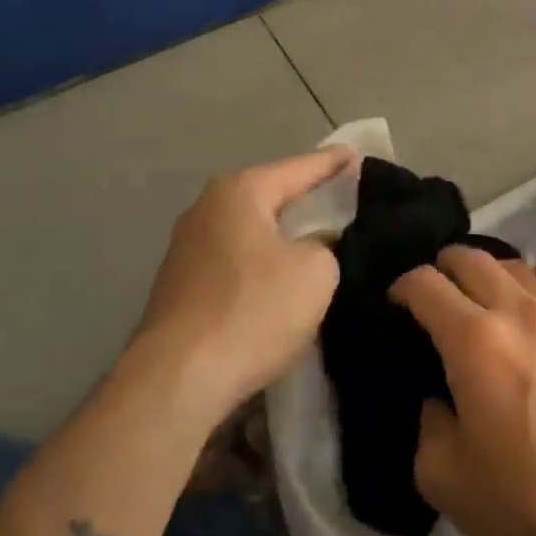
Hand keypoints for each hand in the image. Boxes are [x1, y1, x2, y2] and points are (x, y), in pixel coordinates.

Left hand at [133, 148, 353, 426]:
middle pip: (269, 195)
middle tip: (343, 198)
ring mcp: (188, 247)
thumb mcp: (315, 272)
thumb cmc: (253, 311)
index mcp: (240, 192)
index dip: (333, 164)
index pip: (299, 168)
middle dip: (305, 197)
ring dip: (282, 234)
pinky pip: (235, 259)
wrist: (178, 379)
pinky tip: (280, 277)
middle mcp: (207, 208)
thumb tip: (316, 244)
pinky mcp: (181, 285)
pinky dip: (261, 261)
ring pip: (251, 230)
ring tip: (317, 238)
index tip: (357, 156)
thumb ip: (326, 245)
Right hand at [391, 246, 535, 535]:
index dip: (401, 287)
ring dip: (484, 273)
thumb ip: (427, 420)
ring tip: (473, 299)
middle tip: (430, 295)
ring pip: (513, 266)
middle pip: (471, 257)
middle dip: (441, 266)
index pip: (426, 284)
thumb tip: (439, 396)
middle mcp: (517, 312)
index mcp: (474, 340)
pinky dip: (518, 293)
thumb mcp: (441, 474)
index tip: (394, 306)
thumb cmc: (520, 501)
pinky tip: (516, 326)